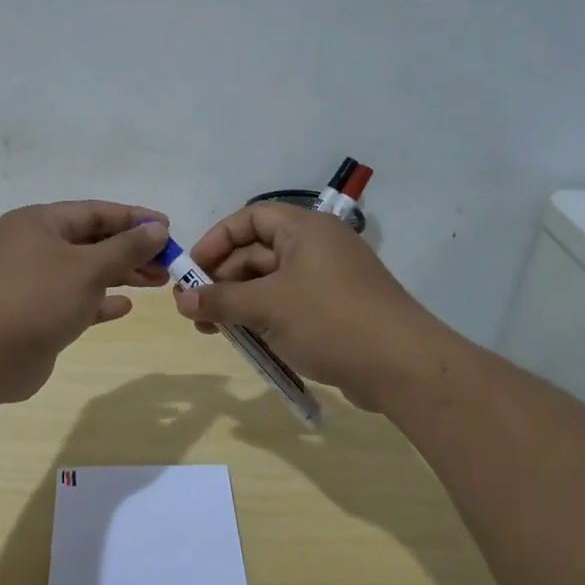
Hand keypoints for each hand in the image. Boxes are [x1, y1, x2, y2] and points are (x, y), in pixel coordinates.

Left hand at [0, 201, 170, 403]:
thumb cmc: (35, 298)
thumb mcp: (87, 268)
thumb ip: (125, 248)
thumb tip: (157, 229)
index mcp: (38, 223)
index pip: (94, 212)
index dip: (133, 218)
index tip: (168, 228)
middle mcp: (33, 247)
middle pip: (91, 242)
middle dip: (131, 250)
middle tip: (169, 262)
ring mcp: (31, 283)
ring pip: (85, 272)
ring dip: (120, 275)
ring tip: (158, 282)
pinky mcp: (34, 316)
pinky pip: (74, 301)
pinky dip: (99, 301)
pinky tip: (125, 306)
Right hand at [174, 204, 447, 411]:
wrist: (402, 366)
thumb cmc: (329, 321)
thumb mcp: (266, 307)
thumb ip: (220, 300)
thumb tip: (182, 300)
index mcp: (305, 230)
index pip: (251, 218)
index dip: (217, 240)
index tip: (192, 270)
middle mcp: (317, 248)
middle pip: (257, 253)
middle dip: (223, 280)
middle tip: (195, 311)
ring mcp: (327, 281)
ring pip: (270, 284)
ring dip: (238, 304)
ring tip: (212, 332)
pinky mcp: (334, 312)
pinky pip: (288, 306)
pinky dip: (263, 319)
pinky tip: (245, 342)